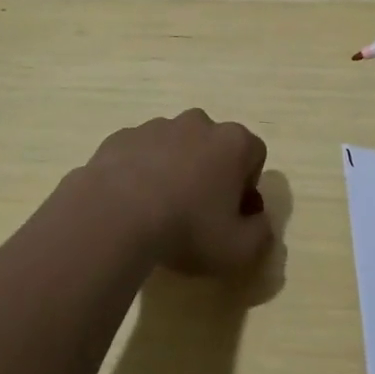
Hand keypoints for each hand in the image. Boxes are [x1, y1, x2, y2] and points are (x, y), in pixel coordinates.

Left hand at [79, 110, 272, 275]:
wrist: (114, 215)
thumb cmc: (187, 228)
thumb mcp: (239, 250)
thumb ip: (260, 235)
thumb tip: (258, 223)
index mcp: (233, 142)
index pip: (255, 155)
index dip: (247, 187)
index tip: (232, 216)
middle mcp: (198, 123)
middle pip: (214, 145)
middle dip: (211, 173)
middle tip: (197, 213)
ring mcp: (156, 126)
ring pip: (175, 146)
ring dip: (174, 170)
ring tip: (158, 211)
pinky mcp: (121, 137)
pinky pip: (140, 153)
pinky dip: (140, 172)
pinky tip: (130, 204)